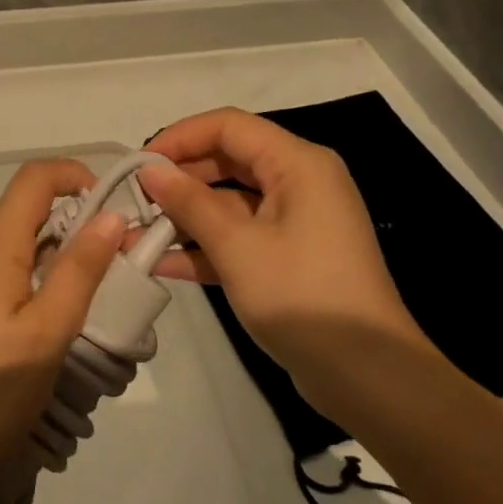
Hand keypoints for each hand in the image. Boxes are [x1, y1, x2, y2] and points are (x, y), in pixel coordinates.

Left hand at [0, 159, 127, 503]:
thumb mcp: (45, 337)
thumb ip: (79, 272)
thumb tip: (109, 215)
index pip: (32, 179)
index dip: (72, 174)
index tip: (105, 210)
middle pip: (18, 229)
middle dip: (61, 250)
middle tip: (90, 304)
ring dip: (29, 284)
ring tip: (45, 347)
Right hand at [138, 108, 434, 399]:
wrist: (368, 377)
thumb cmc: (302, 296)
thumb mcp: (237, 246)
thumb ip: (190, 203)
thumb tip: (150, 171)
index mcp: (298, 164)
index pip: (229, 126)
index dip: (180, 138)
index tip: (139, 164)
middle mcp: (299, 182)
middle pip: (228, 161)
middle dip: (179, 179)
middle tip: (134, 200)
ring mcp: (295, 222)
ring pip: (230, 202)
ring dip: (185, 217)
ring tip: (136, 234)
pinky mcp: (289, 257)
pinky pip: (240, 236)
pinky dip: (205, 246)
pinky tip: (162, 263)